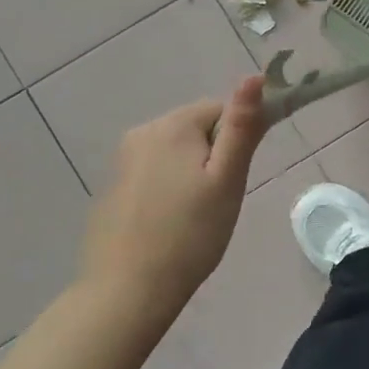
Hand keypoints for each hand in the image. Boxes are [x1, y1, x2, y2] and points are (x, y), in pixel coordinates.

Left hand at [79, 76, 268, 315]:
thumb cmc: (190, 234)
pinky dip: (169, 187)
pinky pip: (154, 171)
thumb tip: (255, 76)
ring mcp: (122, 160)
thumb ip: (241, 127)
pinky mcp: (113, 185)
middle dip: (214, 156)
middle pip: (197, 128)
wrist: (126, 291)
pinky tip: (171, 222)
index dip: (238, 140)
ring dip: (193, 172)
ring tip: (197, 215)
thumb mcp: (227, 180)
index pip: (221, 110)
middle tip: (220, 200)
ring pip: (177, 151)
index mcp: (172, 126)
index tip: (238, 177)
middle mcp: (142, 132)